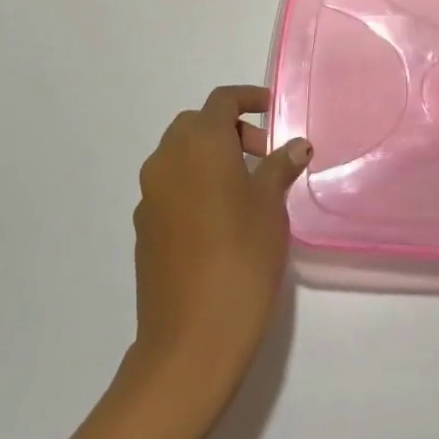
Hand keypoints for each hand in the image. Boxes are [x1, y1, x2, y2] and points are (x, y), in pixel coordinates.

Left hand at [130, 86, 310, 398]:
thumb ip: (280, 167)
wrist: (190, 339)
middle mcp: (167, 159)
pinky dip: (194, 184)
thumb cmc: (241, 258)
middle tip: (263, 155)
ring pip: (179, 155)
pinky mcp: (144, 227)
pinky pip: (170, 187)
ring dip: (210, 157)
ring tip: (246, 189)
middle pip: (196, 124)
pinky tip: (220, 220)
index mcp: (199, 144)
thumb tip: (294, 146)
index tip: (273, 111)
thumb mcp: (270, 206)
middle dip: (229, 130)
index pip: (222, 101)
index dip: (249, 99)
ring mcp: (150, 195)